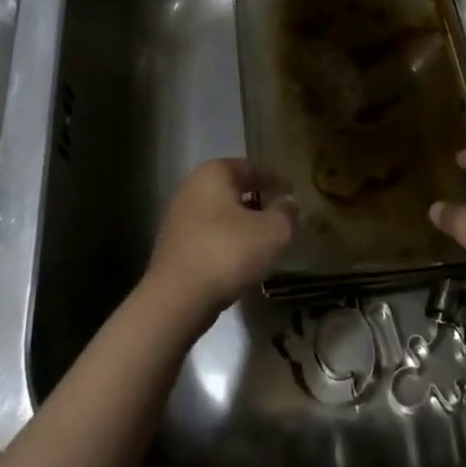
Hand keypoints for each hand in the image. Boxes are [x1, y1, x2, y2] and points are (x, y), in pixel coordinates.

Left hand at [145, 159, 294, 316]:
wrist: (177, 299)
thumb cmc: (228, 252)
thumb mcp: (272, 232)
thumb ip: (286, 214)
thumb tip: (289, 203)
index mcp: (213, 173)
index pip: (250, 168)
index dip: (273, 179)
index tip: (291, 191)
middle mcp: (191, 188)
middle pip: (232, 189)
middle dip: (256, 200)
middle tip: (279, 214)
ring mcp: (178, 218)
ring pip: (219, 214)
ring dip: (241, 223)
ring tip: (263, 239)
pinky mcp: (174, 246)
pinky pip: (208, 236)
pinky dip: (226, 241)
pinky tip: (240, 259)